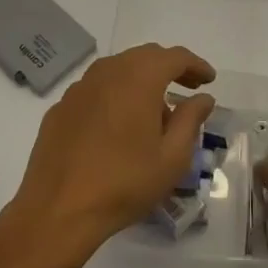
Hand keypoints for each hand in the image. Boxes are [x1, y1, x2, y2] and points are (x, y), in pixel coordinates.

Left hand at [10, 43, 216, 257]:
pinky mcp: (61, 107)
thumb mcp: (171, 158)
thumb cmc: (124, 183)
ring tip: (155, 109)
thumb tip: (203, 98)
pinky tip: (118, 123)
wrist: (58, 210)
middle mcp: (108, 72)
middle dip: (170, 68)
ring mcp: (79, 88)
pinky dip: (115, 94)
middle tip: (188, 88)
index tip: (209, 80)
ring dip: (141, 79)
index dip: (196, 65)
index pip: (174, 57)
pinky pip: (96, 89)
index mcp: (138, 78)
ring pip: (118, 69)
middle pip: (145, 56)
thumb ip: (190, 120)